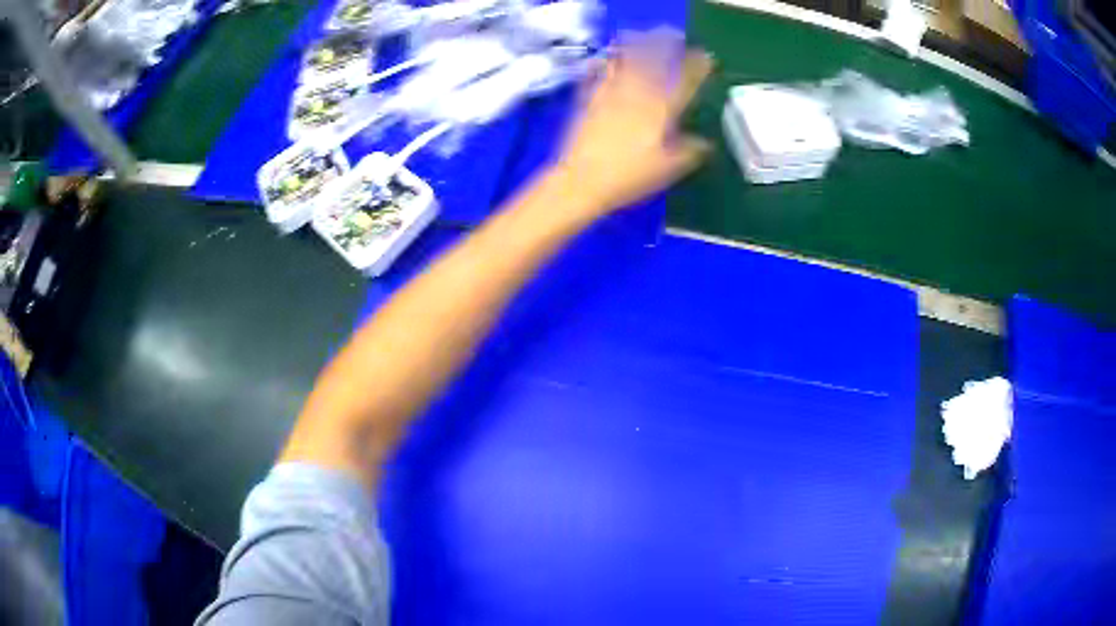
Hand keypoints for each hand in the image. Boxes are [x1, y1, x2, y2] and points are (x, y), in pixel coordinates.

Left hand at [553, 29, 712, 216]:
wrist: (583, 179)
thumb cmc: (629, 177)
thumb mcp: (667, 169)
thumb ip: (689, 152)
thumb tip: (706, 144)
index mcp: (661, 110)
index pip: (684, 82)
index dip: (696, 67)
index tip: (705, 56)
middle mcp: (637, 95)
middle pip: (651, 61)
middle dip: (664, 44)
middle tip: (672, 34)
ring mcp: (611, 94)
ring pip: (624, 61)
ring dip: (633, 46)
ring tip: (638, 36)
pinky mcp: (589, 100)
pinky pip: (597, 75)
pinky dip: (603, 64)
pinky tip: (604, 59)